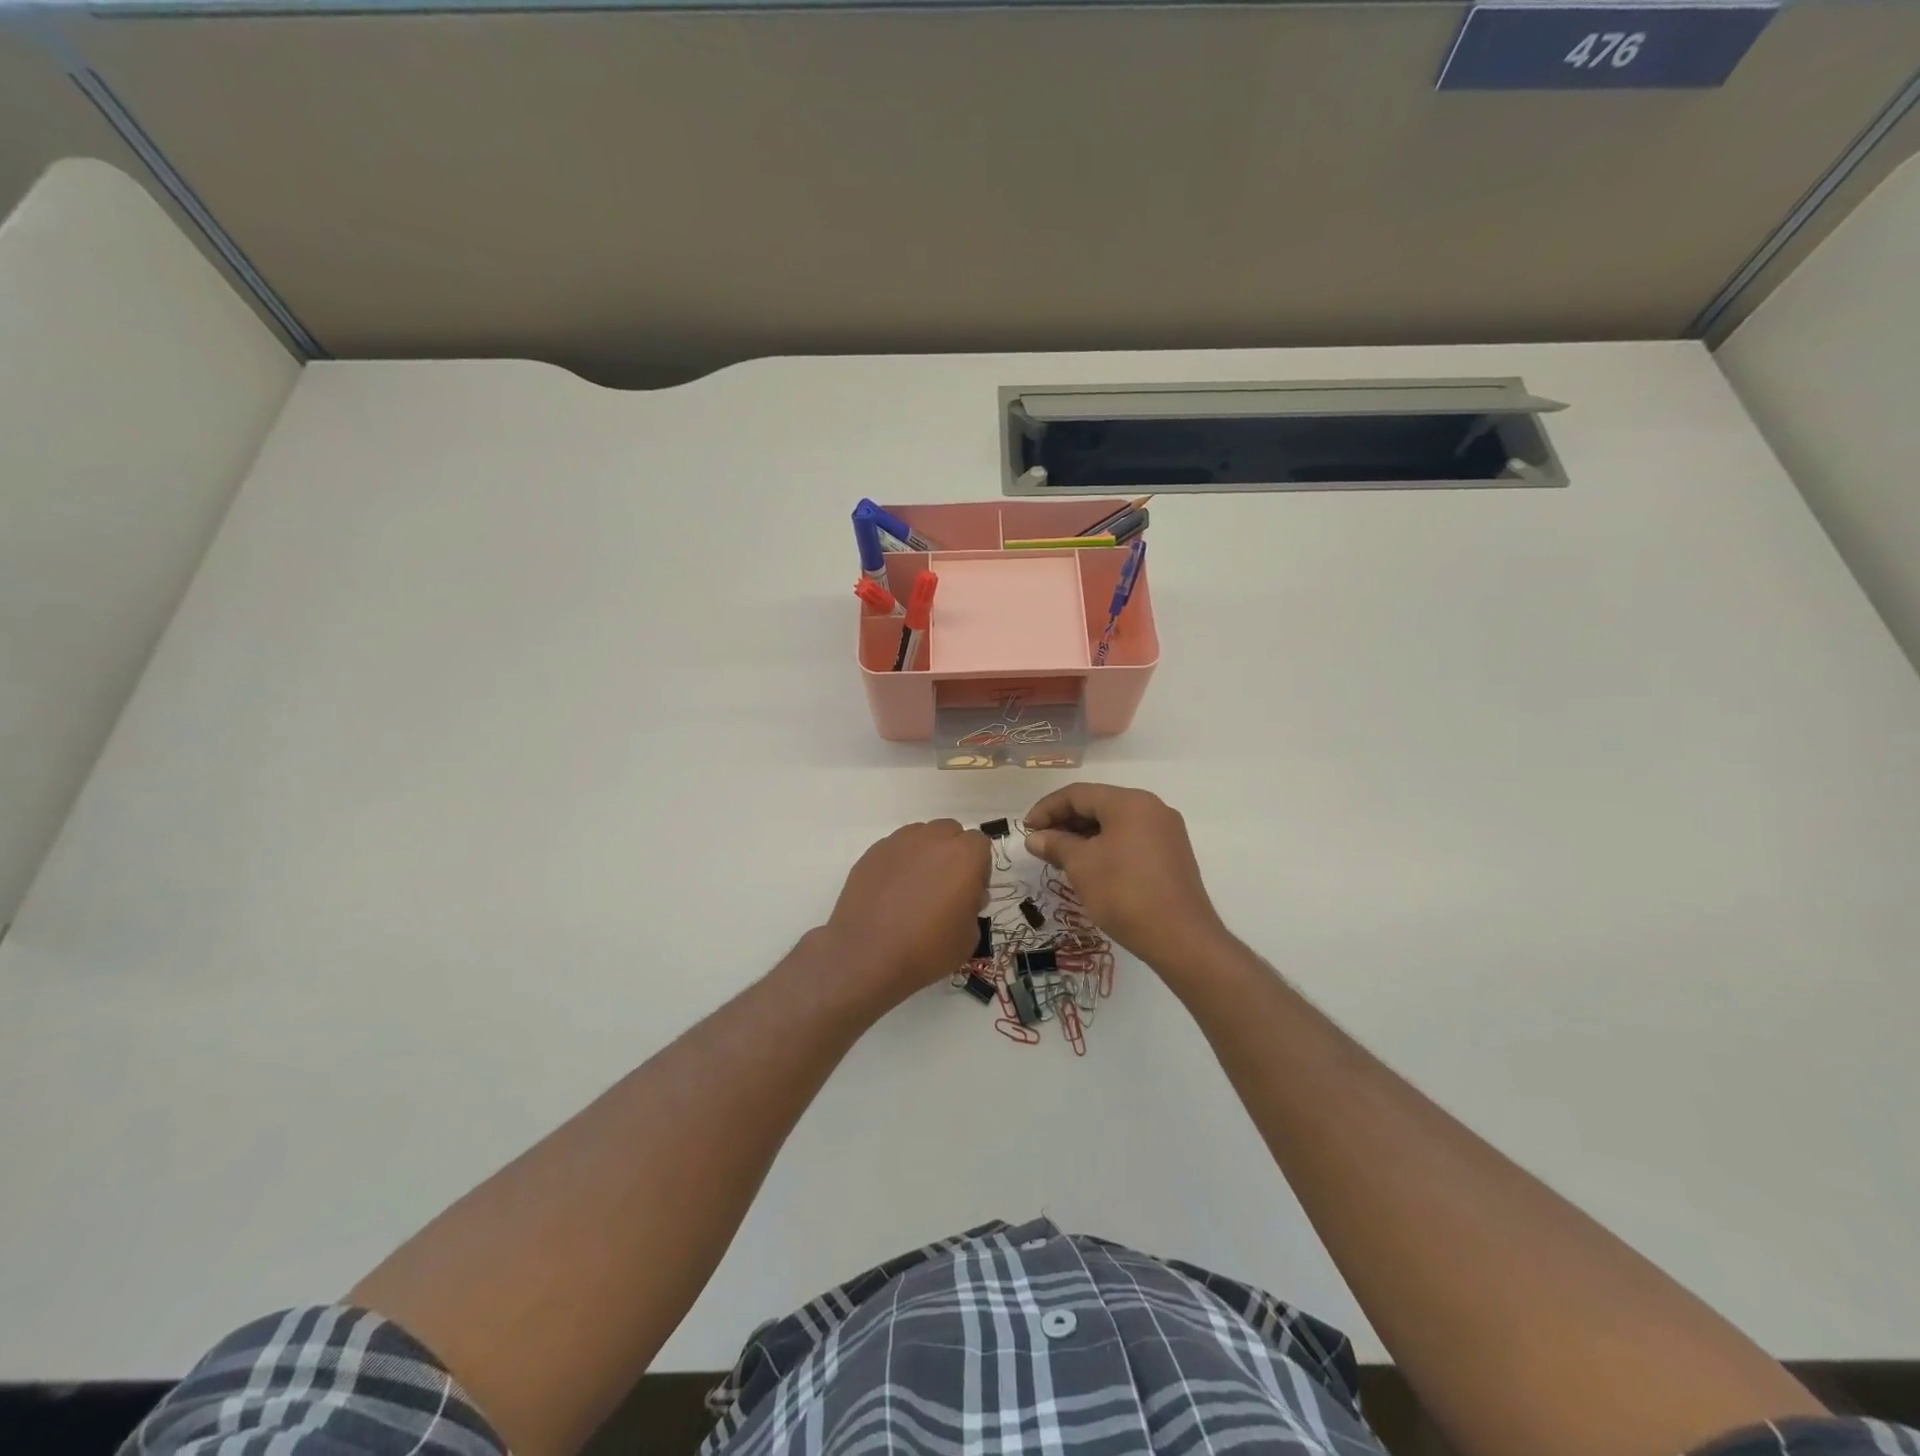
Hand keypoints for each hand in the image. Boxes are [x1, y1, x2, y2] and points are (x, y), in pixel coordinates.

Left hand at [820, 820, 990, 1009]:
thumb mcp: (968, 938)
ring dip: (925, 854)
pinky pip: (894, 850)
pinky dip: (898, 864)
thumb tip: (964, 896)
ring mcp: (898, 843)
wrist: (867, 956)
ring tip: (915, 889)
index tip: (970, 892)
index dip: (978, 868)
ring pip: (920, 836)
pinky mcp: (871, 853)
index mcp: (964, 855)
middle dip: (952, 854)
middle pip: (950, 832)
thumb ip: (972, 906)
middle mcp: (932, 839)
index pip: (980, 844)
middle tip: (945, 887)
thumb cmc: (927, 949)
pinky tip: (891, 893)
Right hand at [1024, 783, 1228, 973]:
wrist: (1181, 938)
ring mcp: (1166, 831)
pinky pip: (1131, 839)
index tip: (1026, 830)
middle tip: (1041, 844)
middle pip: (1099, 805)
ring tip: (1060, 858)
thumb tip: (1035, 838)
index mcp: (1130, 802)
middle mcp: (1152, 808)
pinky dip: (1106, 847)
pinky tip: (1090, 867)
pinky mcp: (1172, 854)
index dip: (1047, 809)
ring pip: (1115, 823)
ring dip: (1084, 836)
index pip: (1078, 794)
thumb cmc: (1125, 893)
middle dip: (1065, 822)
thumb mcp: (1082, 866)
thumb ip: (1056, 845)